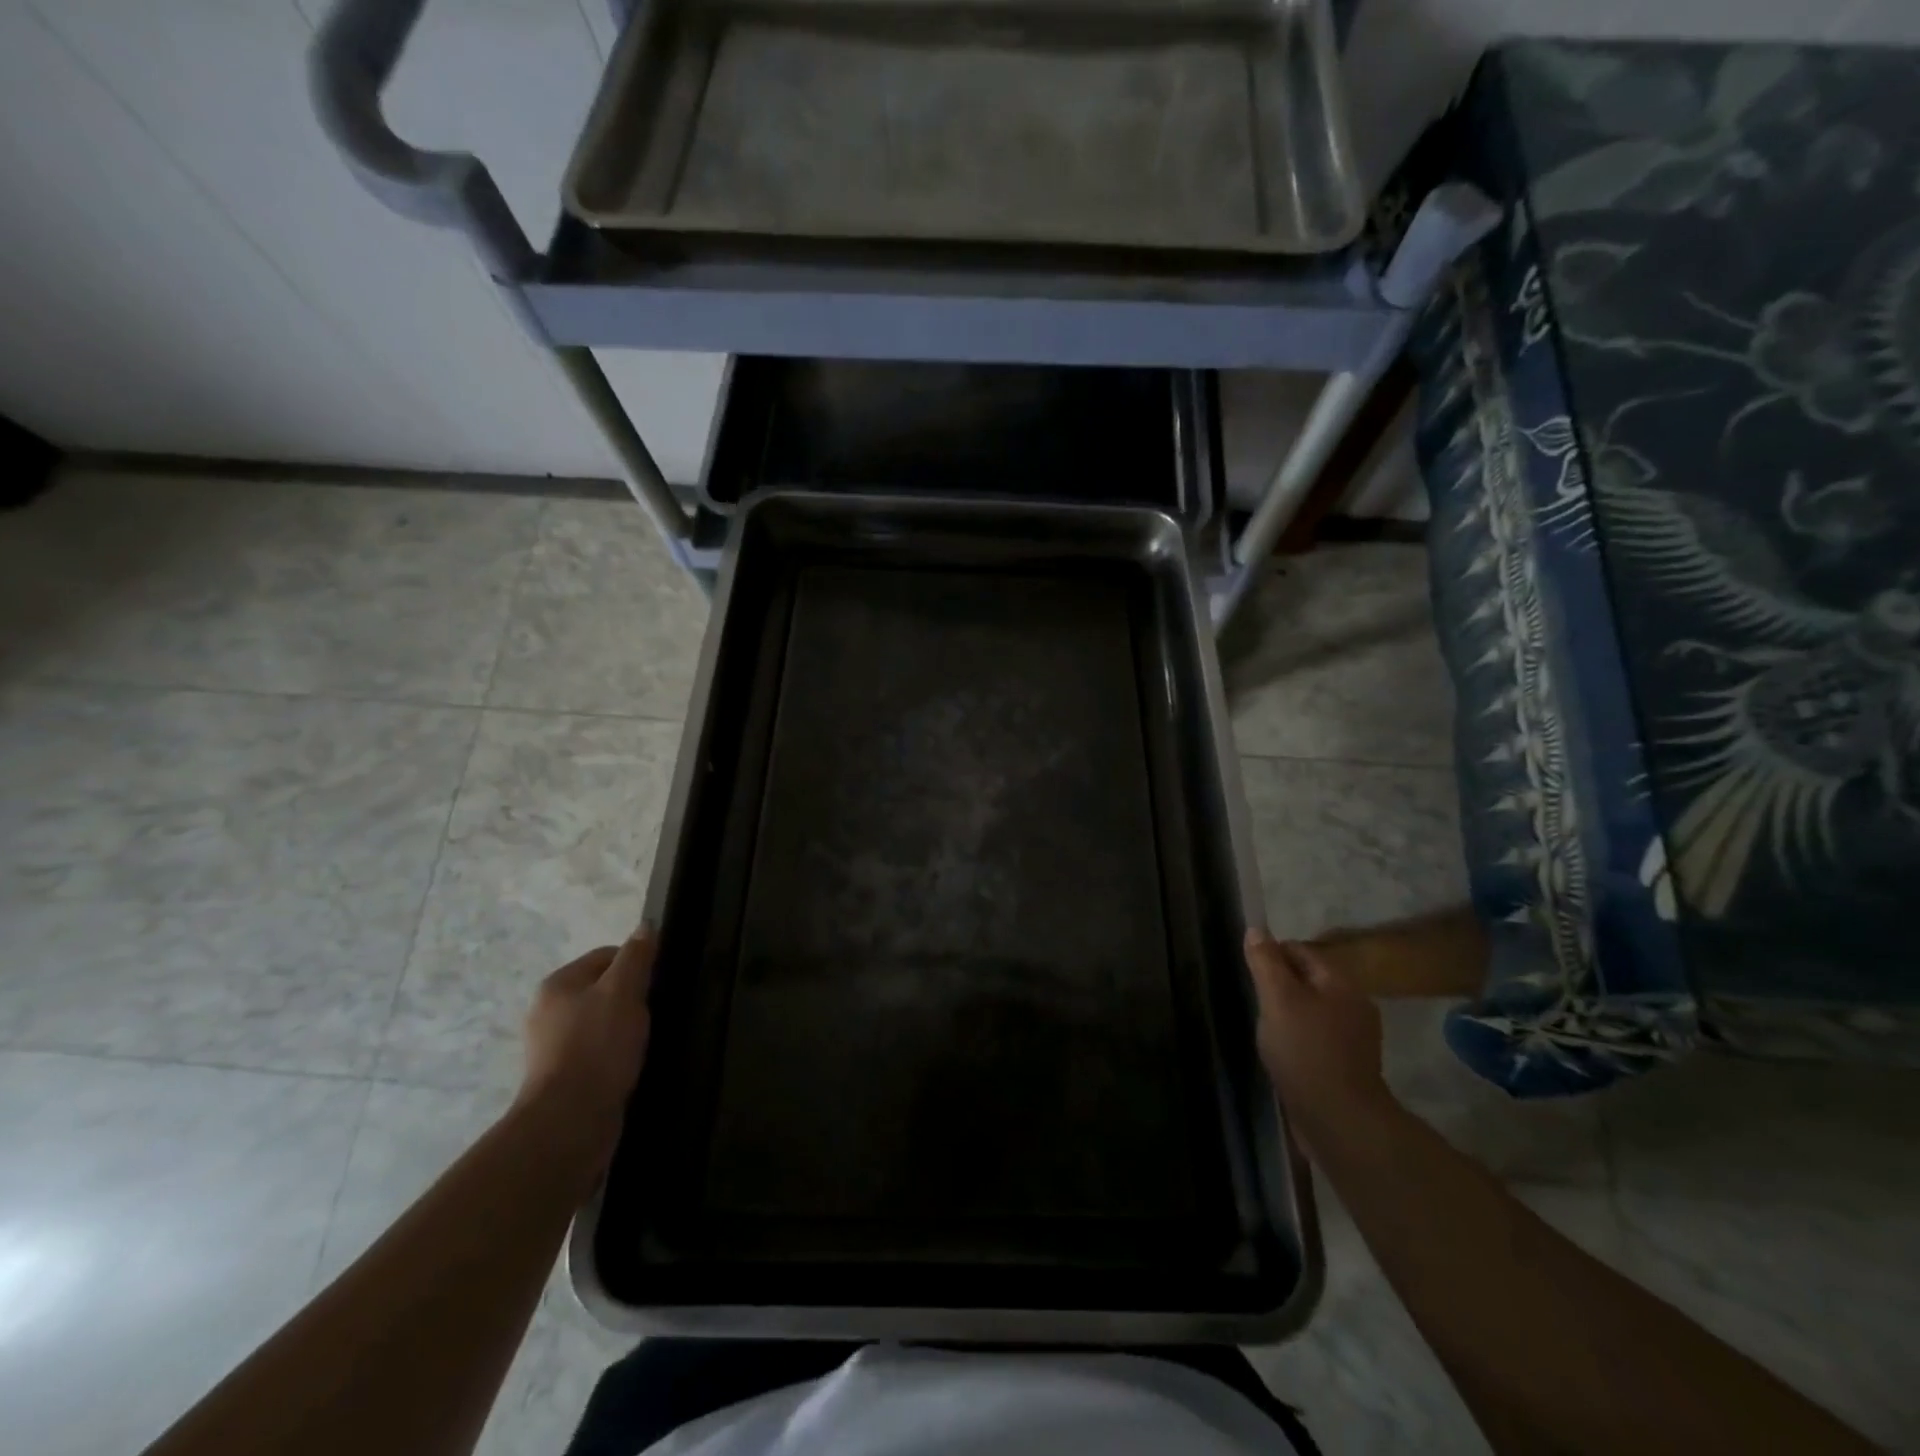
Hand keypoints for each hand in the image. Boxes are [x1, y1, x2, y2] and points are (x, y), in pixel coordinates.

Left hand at [516, 928, 655, 1174]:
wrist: (570, 1122)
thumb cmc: (597, 1046)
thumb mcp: (624, 991)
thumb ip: (636, 956)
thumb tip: (646, 926)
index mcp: (558, 985)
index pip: (606, 956)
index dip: (636, 964)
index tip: (658, 983)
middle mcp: (548, 1012)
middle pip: (603, 989)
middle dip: (632, 998)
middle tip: (656, 1012)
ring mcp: (552, 1048)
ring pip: (601, 1023)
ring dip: (625, 1028)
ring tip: (648, 1040)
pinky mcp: (563, 1078)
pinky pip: (597, 1053)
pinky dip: (616, 1055)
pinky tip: (633, 1064)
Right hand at [1245, 929, 1393, 1150]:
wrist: (1339, 1120)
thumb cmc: (1305, 1050)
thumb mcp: (1277, 999)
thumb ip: (1266, 962)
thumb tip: (1256, 929)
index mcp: (1341, 983)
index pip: (1300, 950)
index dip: (1271, 955)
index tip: (1248, 972)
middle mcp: (1354, 1005)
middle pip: (1308, 980)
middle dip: (1280, 986)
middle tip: (1254, 1000)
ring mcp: (1355, 1038)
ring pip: (1312, 1010)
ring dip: (1288, 1013)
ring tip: (1264, 1027)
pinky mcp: (1348, 1066)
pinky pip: (1317, 1037)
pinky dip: (1298, 1038)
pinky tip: (1282, 1052)